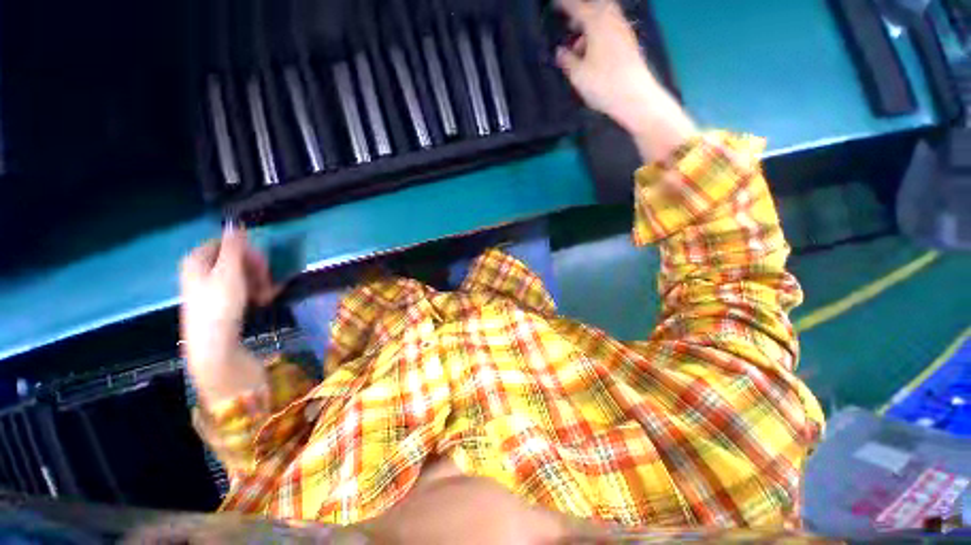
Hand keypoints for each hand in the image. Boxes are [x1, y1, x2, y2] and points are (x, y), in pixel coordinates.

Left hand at [180, 225, 277, 396]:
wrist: (214, 346)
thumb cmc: (220, 306)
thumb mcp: (229, 272)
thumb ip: (233, 246)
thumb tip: (234, 222)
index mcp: (197, 260)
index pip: (226, 243)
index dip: (247, 251)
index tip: (263, 263)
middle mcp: (201, 271)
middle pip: (235, 259)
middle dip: (256, 269)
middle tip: (268, 281)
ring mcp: (209, 288)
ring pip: (240, 275)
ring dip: (259, 281)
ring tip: (268, 295)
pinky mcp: (219, 303)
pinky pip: (240, 289)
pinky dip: (254, 292)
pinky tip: (264, 300)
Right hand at [555, 0, 695, 159]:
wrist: (634, 97)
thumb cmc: (603, 84)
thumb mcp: (578, 75)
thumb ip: (567, 60)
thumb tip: (560, 51)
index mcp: (597, 23)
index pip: (577, 7)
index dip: (565, 5)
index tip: (554, 4)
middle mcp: (612, 20)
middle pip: (596, 7)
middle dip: (581, 12)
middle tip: (570, 24)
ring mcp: (623, 31)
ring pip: (605, 18)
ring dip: (591, 25)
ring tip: (579, 43)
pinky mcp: (629, 43)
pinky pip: (611, 28)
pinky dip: (600, 33)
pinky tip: (593, 51)